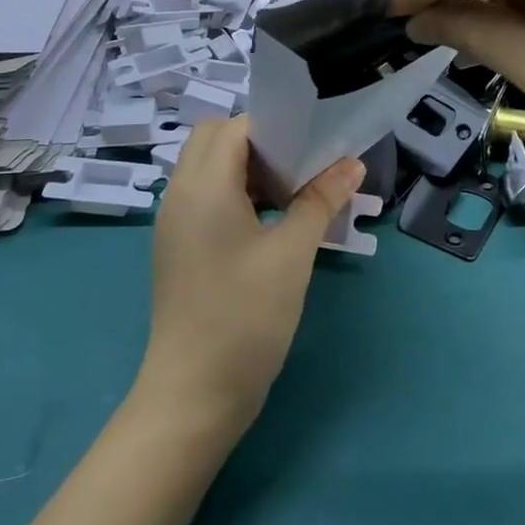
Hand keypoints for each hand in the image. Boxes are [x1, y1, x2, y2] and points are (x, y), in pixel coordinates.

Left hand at [140, 117, 363, 432]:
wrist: (192, 396)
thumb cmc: (245, 317)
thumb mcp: (292, 254)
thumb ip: (321, 200)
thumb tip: (352, 162)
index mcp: (203, 185)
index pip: (235, 127)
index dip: (274, 128)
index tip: (312, 144)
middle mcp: (179, 193)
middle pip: (214, 140)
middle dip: (257, 143)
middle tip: (299, 167)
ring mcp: (173, 221)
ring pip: (207, 168)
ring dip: (245, 168)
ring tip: (290, 193)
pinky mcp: (176, 246)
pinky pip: (202, 196)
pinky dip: (233, 193)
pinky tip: (267, 222)